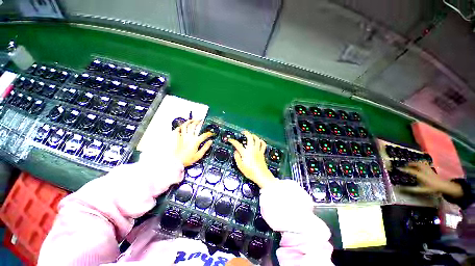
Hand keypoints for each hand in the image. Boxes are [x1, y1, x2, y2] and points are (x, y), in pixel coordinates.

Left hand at [174, 120, 212, 166]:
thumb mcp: (199, 155)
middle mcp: (189, 137)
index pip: (204, 135)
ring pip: (185, 126)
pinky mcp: (177, 138)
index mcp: (195, 141)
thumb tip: (210, 142)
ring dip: (189, 121)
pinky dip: (180, 127)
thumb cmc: (188, 159)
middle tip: (201, 120)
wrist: (177, 162)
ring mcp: (182, 137)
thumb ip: (205, 147)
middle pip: (194, 126)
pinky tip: (182, 126)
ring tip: (193, 120)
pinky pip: (178, 130)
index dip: (209, 133)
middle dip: (198, 122)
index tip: (211, 133)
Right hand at [229, 131, 276, 188]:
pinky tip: (259, 141)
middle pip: (250, 138)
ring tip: (251, 135)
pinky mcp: (262, 152)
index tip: (230, 139)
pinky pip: (263, 144)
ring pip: (257, 139)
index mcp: (245, 153)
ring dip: (254, 136)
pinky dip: (261, 141)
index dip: (233, 141)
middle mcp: (252, 149)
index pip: (237, 144)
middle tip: (243, 132)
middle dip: (246, 133)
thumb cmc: (250, 172)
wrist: (261, 175)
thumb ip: (237, 158)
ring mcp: (258, 150)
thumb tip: (235, 151)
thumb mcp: (240, 166)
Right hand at [399, 162, 462, 197]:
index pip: (410, 171)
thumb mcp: (422, 190)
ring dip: (414, 163)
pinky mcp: (430, 168)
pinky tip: (418, 165)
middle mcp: (423, 170)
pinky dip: (419, 163)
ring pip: (420, 163)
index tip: (398, 168)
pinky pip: (423, 163)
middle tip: (404, 165)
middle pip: (416, 164)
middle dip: (409, 164)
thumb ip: (412, 189)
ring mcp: (427, 168)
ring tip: (410, 164)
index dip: (404, 169)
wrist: (443, 186)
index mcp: (421, 175)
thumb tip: (401, 188)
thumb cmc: (432, 188)